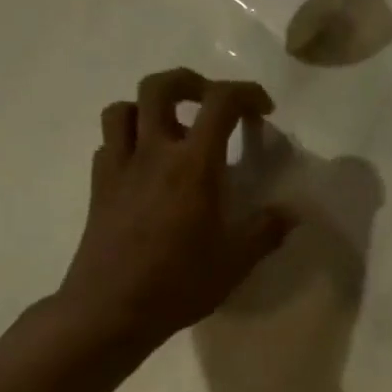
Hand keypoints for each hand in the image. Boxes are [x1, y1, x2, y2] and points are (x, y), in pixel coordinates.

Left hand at [54, 70, 296, 353]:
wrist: (110, 309)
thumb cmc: (178, 283)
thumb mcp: (235, 261)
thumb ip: (266, 231)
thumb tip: (293, 213)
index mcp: (193, 166)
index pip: (220, 103)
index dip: (246, 93)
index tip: (262, 109)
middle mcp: (153, 153)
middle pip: (160, 86)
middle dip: (190, 82)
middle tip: (211, 102)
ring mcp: (119, 167)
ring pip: (124, 108)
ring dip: (150, 108)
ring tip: (172, 130)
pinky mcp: (99, 187)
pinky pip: (110, 143)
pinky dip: (129, 140)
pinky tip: (145, 167)